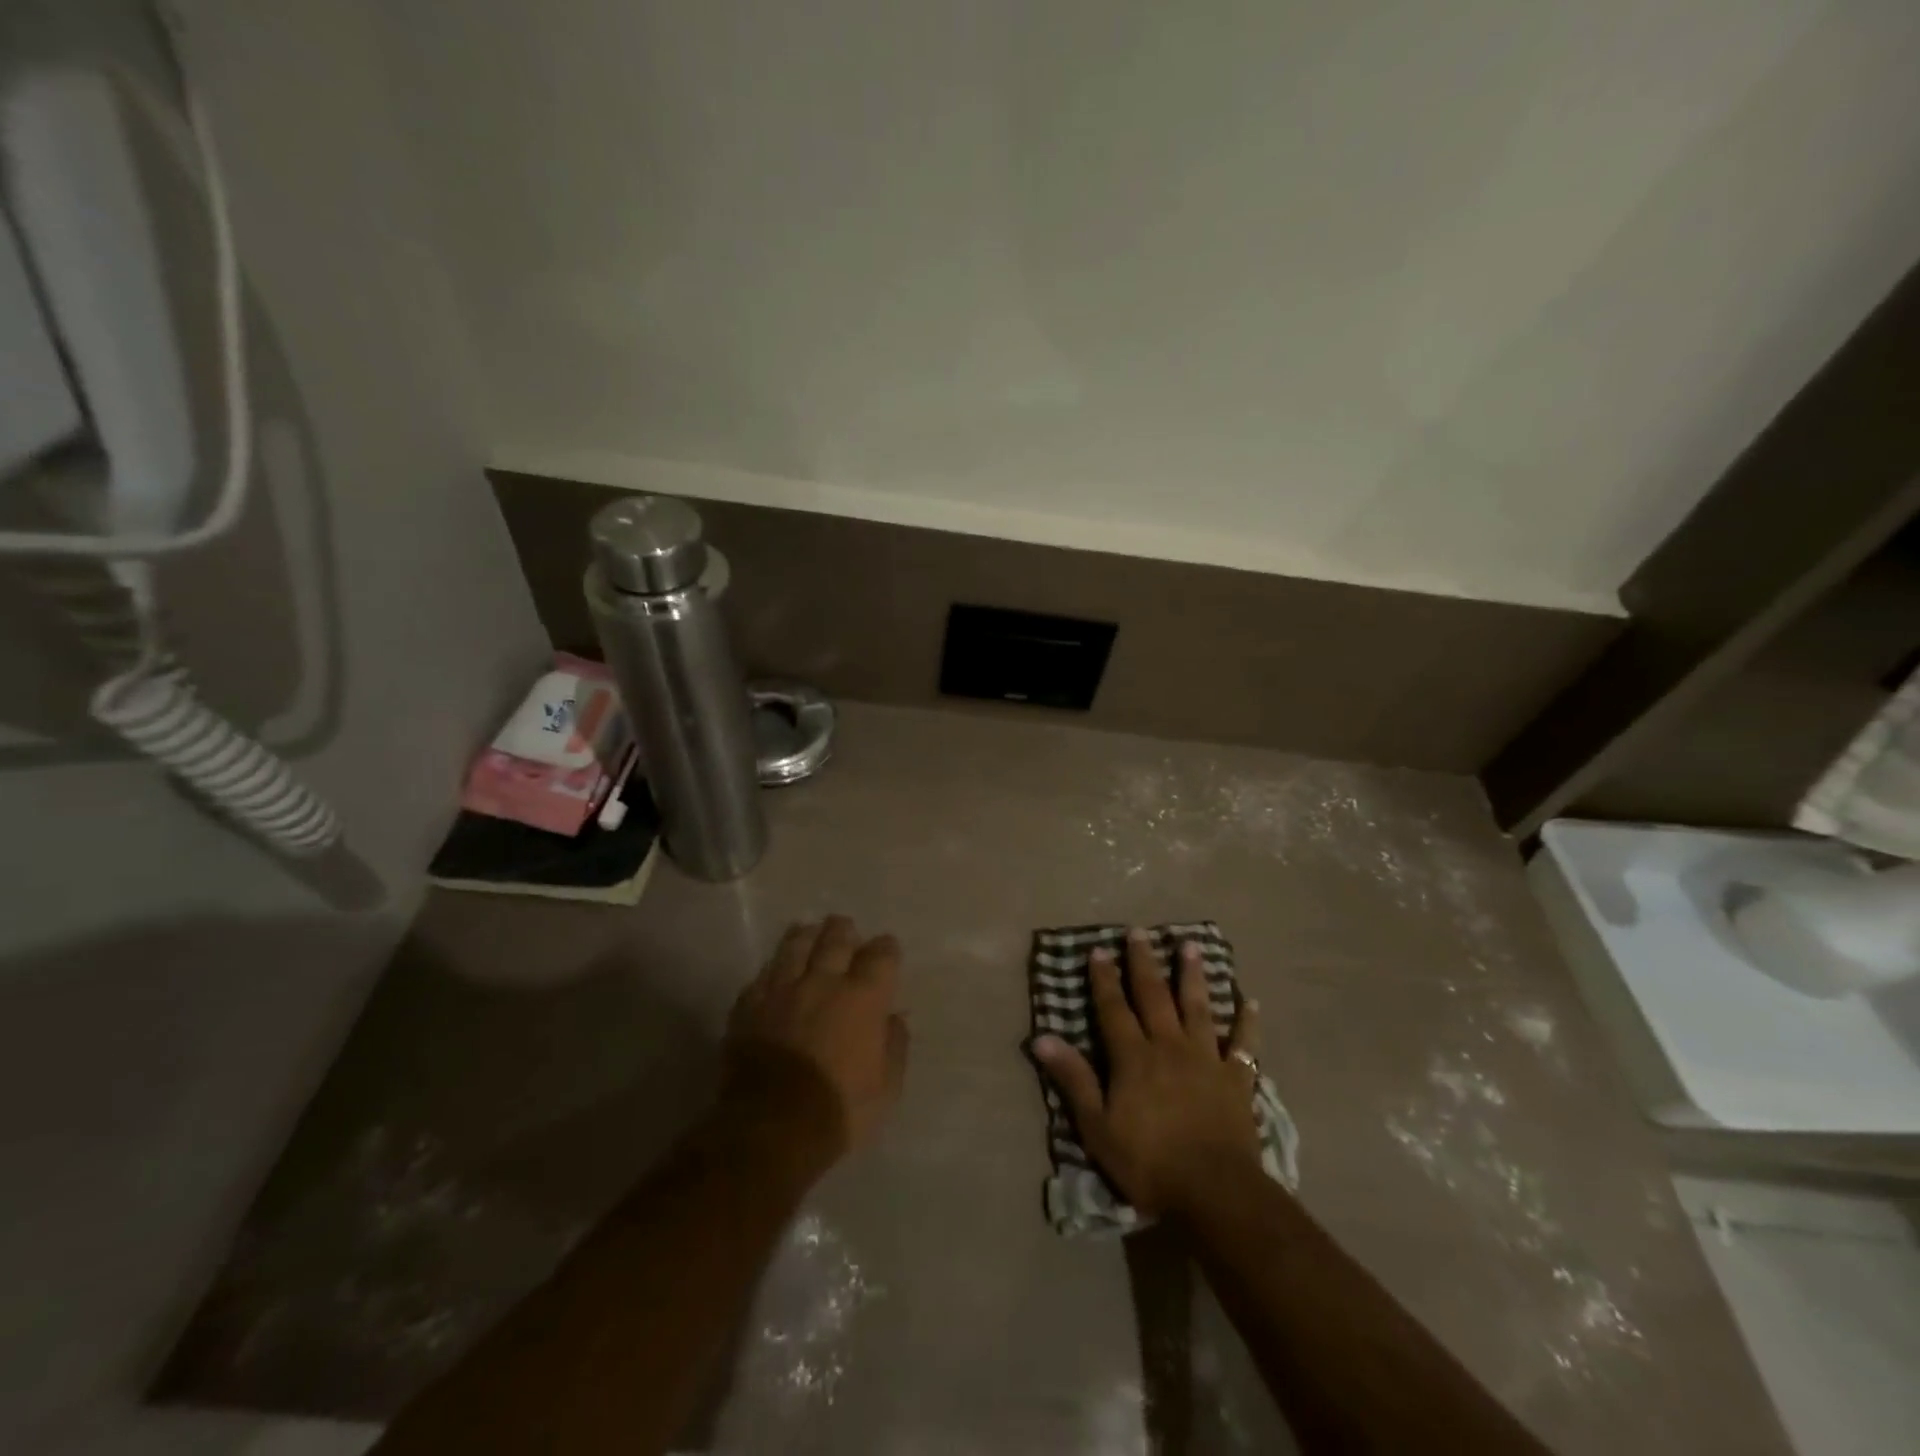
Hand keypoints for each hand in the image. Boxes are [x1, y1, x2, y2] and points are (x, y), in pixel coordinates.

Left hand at [726, 915, 909, 1161]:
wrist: (770, 1130)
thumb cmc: (838, 1112)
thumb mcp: (886, 1089)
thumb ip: (894, 1046)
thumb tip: (894, 1018)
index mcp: (863, 998)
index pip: (881, 954)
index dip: (886, 949)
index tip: (886, 951)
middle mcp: (823, 981)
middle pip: (836, 937)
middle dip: (844, 931)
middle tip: (846, 932)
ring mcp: (782, 989)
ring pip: (796, 944)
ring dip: (808, 936)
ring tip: (810, 935)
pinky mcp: (749, 1004)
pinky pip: (764, 973)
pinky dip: (775, 968)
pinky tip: (777, 972)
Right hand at [1034, 929, 1262, 1217]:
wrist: (1215, 1192)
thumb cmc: (1149, 1162)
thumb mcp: (1097, 1127)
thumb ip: (1073, 1079)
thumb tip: (1042, 1038)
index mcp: (1134, 1057)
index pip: (1114, 1008)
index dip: (1104, 979)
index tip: (1098, 950)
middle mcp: (1169, 1046)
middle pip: (1155, 996)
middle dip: (1144, 963)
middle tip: (1140, 932)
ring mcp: (1207, 1060)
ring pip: (1198, 1008)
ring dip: (1193, 975)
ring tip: (1191, 945)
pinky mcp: (1237, 1080)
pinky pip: (1245, 1045)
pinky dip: (1248, 1022)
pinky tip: (1251, 1001)